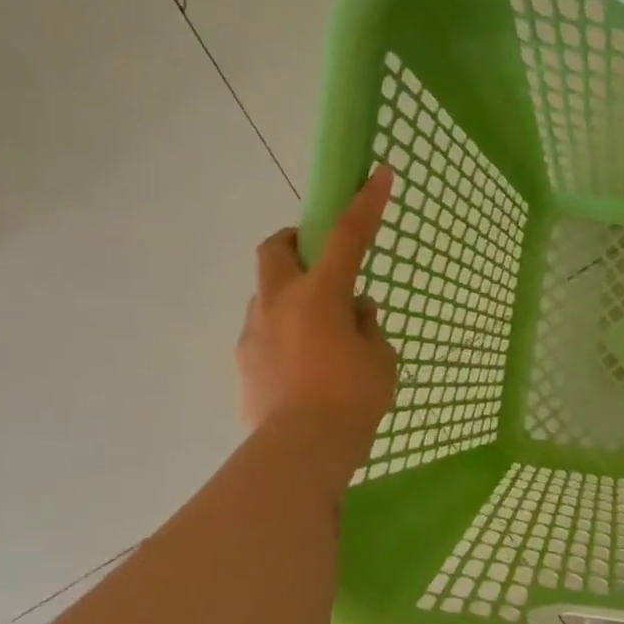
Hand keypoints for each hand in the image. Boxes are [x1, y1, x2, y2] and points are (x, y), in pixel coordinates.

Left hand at [237, 167, 398, 481]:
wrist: (301, 451)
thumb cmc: (352, 399)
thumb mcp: (380, 359)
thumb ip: (367, 327)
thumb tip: (355, 312)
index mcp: (319, 294)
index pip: (346, 236)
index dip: (365, 203)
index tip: (378, 173)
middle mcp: (279, 302)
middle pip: (275, 249)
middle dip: (293, 241)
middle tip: (319, 261)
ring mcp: (255, 331)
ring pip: (268, 295)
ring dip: (292, 298)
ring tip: (321, 336)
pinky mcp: (244, 362)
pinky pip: (265, 334)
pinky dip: (284, 336)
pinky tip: (304, 370)